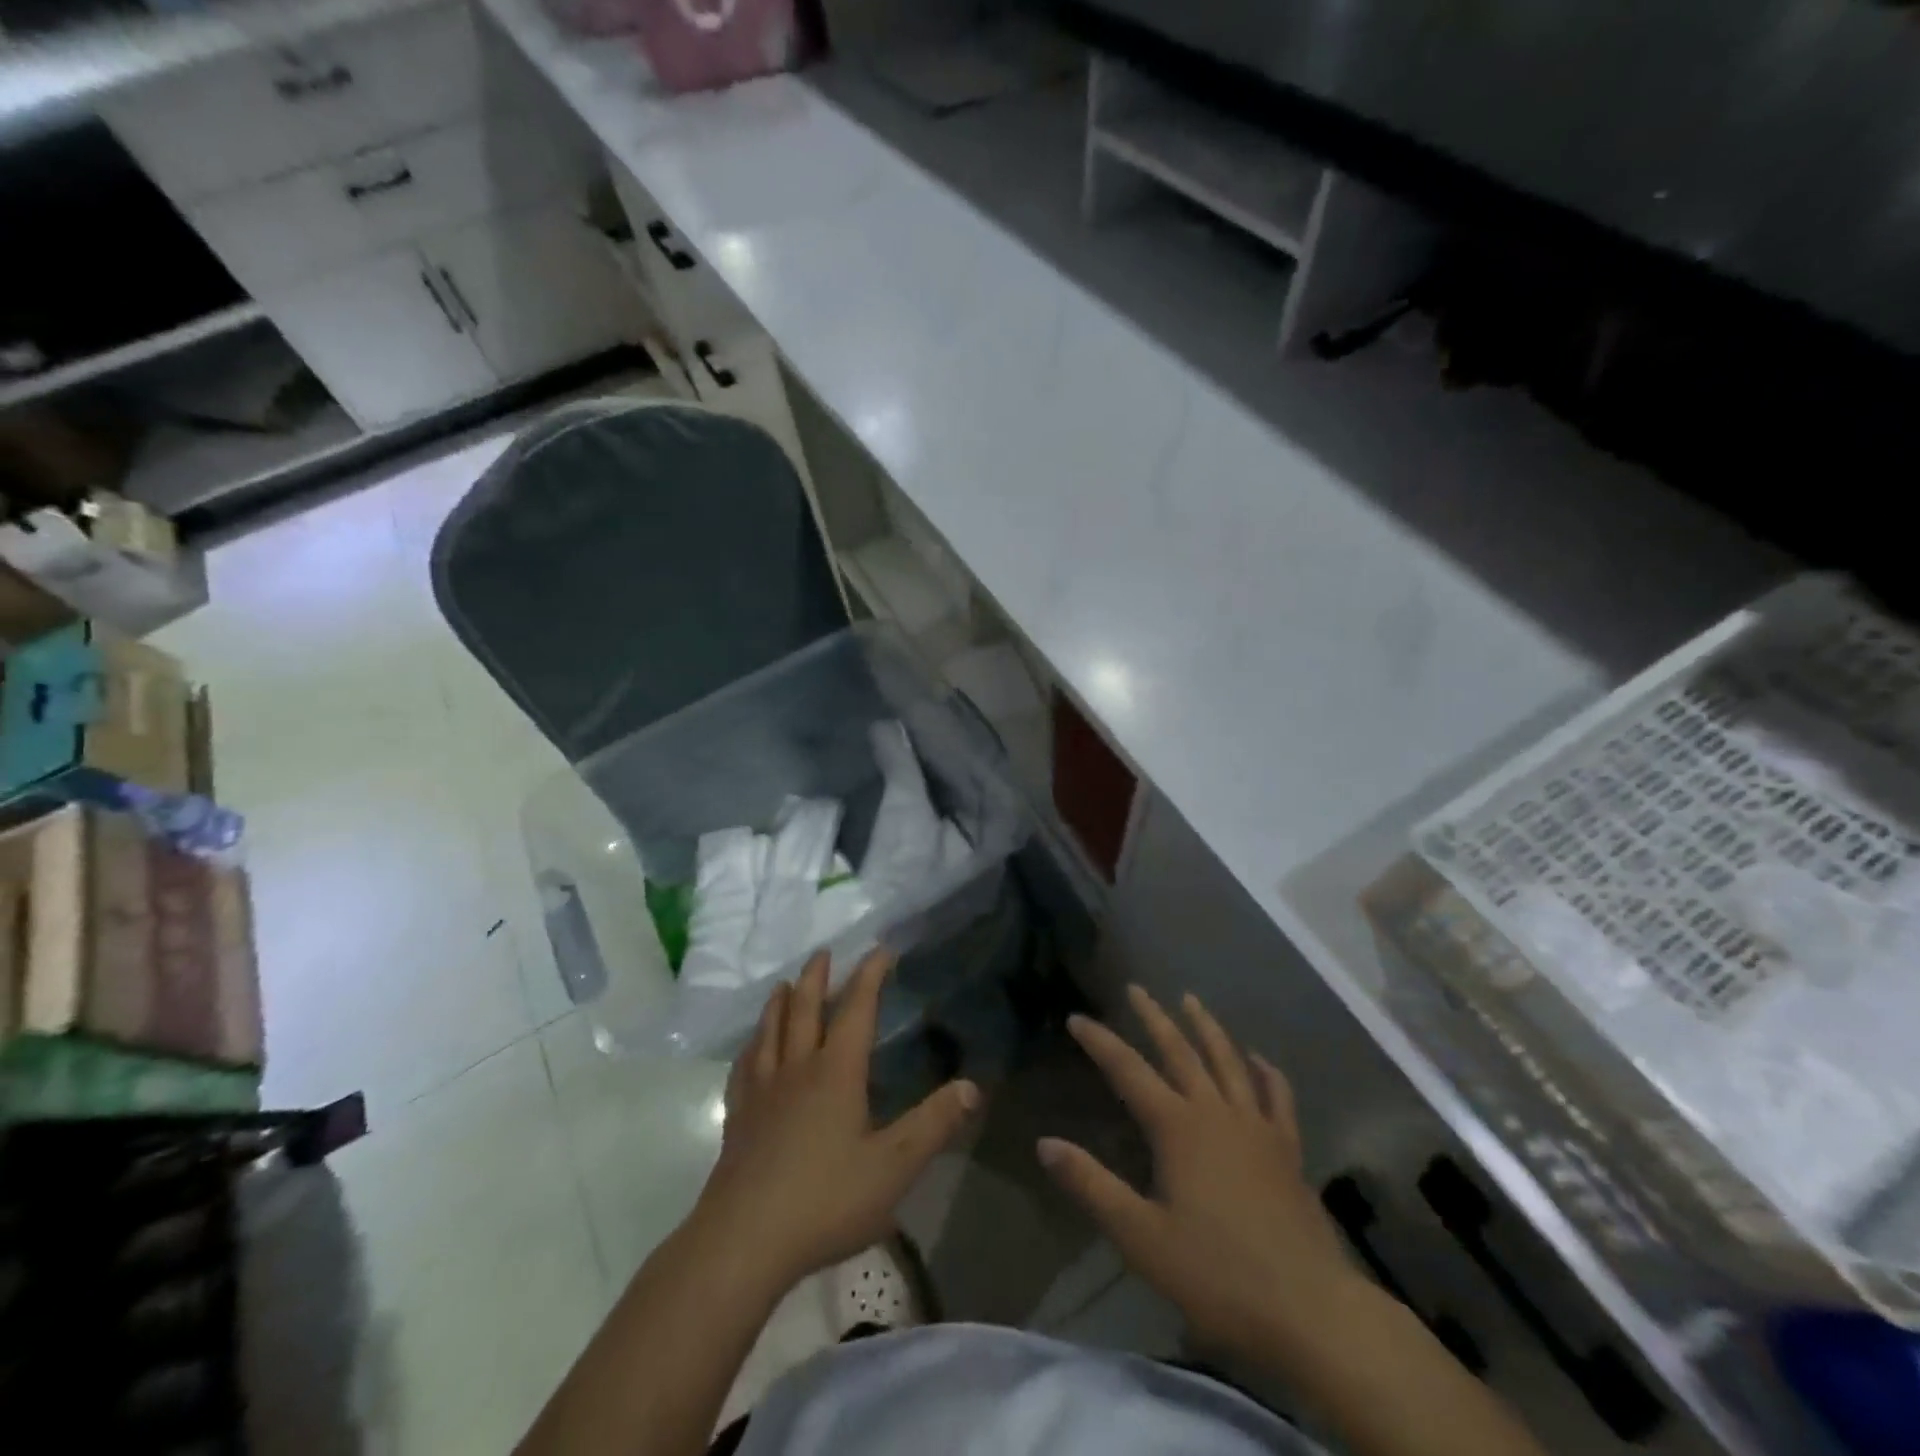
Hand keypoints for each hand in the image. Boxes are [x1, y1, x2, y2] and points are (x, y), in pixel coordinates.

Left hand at [692, 947, 978, 1295]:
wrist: (742, 1242)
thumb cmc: (825, 1200)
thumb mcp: (893, 1167)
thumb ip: (933, 1125)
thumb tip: (972, 1086)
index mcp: (836, 1072)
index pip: (856, 1009)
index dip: (870, 976)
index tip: (880, 949)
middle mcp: (797, 1070)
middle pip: (805, 1010)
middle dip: (818, 977)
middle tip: (823, 952)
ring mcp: (762, 1093)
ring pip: (770, 1032)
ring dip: (780, 1003)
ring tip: (784, 985)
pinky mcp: (737, 1119)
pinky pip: (744, 1068)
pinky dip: (751, 1047)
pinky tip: (751, 1050)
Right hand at [1039, 986, 1358, 1360]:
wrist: (1310, 1309)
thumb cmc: (1217, 1275)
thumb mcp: (1141, 1237)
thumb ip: (1092, 1185)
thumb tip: (1045, 1143)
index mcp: (1177, 1128)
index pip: (1128, 1070)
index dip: (1099, 1041)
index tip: (1076, 1018)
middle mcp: (1215, 1112)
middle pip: (1179, 1051)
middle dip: (1154, 1017)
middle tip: (1137, 988)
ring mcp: (1256, 1127)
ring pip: (1227, 1061)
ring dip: (1206, 1027)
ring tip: (1191, 1000)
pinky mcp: (1288, 1149)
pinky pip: (1277, 1096)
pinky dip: (1266, 1071)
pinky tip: (1258, 1058)